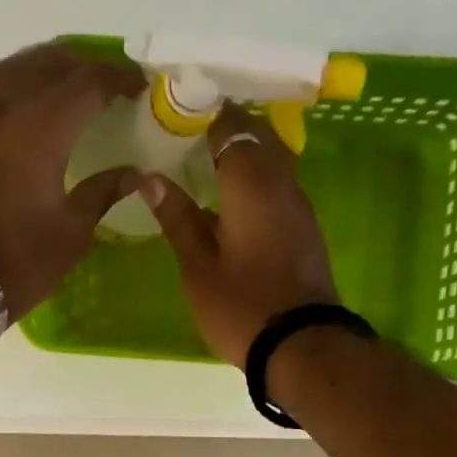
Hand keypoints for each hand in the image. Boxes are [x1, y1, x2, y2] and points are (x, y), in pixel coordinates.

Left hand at [0, 42, 147, 317]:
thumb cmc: (19, 263)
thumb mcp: (73, 233)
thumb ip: (104, 193)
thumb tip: (138, 174)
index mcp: (41, 130)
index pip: (88, 82)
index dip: (118, 77)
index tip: (137, 87)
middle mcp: (1, 109)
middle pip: (47, 65)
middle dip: (82, 67)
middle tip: (104, 82)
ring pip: (6, 69)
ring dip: (38, 69)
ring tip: (58, 82)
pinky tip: (0, 90)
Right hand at [145, 106, 340, 365]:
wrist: (300, 345)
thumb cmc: (240, 305)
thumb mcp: (197, 266)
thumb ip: (177, 218)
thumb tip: (151, 179)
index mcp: (251, 183)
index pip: (231, 126)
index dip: (206, 113)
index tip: (179, 111)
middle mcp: (282, 183)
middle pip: (258, 136)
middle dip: (227, 129)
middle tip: (189, 136)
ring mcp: (299, 206)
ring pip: (273, 160)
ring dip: (243, 155)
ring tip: (205, 164)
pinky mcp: (305, 229)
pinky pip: (279, 187)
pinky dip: (256, 181)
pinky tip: (231, 200)